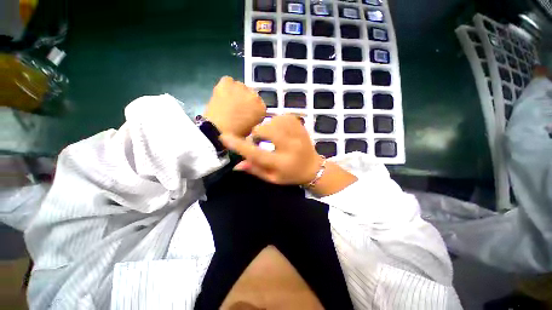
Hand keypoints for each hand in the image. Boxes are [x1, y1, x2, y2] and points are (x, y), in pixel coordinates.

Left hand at [204, 76, 265, 136]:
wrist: (218, 130)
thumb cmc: (236, 134)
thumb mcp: (251, 129)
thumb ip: (254, 118)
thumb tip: (249, 114)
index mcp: (262, 108)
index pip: (259, 105)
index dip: (252, 109)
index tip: (246, 114)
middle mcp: (254, 95)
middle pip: (251, 94)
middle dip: (245, 100)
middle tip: (237, 109)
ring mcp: (241, 87)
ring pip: (240, 87)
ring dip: (236, 93)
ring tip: (228, 102)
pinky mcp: (227, 83)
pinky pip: (228, 81)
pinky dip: (226, 87)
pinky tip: (222, 95)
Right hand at [219, 114, 322, 184]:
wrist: (313, 167)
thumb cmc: (291, 175)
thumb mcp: (272, 178)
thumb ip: (255, 170)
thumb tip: (236, 164)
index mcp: (282, 163)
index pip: (257, 154)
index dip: (239, 146)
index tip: (225, 137)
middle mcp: (290, 147)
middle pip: (265, 131)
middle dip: (257, 134)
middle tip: (260, 140)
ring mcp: (297, 133)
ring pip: (273, 121)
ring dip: (267, 127)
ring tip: (271, 136)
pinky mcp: (300, 125)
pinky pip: (282, 116)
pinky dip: (276, 121)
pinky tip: (279, 129)